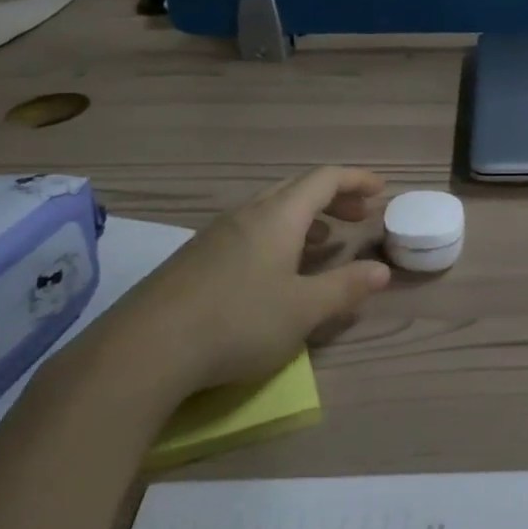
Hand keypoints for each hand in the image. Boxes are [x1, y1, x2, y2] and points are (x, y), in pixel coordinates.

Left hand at [132, 166, 391, 392]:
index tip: (381, 190)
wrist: (145, 349)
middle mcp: (247, 214)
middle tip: (359, 214)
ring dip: (305, 217)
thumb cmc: (238, 322)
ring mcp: (216, 235)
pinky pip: (249, 231)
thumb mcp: (303, 310)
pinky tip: (276, 270)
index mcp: (277, 216)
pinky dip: (278, 236)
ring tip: (325, 241)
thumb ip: (345, 287)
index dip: (356, 179)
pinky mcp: (196, 258)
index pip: (324, 179)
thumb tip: (381, 270)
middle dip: (334, 196)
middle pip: (297, 189)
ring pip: (271, 210)